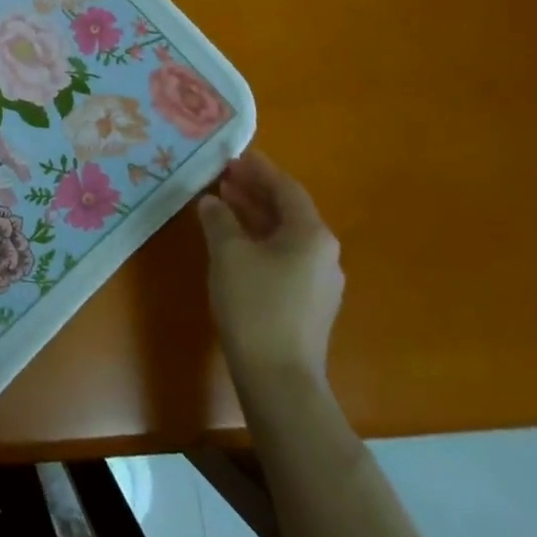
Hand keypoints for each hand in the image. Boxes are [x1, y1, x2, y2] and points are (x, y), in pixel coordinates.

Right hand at [197, 150, 343, 388]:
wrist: (279, 380)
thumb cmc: (255, 306)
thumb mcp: (228, 253)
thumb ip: (219, 219)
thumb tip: (213, 201)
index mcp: (311, 234)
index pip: (285, 187)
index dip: (258, 169)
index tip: (234, 155)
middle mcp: (323, 253)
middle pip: (287, 210)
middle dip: (255, 191)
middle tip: (223, 175)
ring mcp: (319, 281)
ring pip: (284, 235)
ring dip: (254, 215)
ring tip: (223, 202)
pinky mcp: (307, 304)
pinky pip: (283, 257)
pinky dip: (259, 241)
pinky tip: (234, 243)